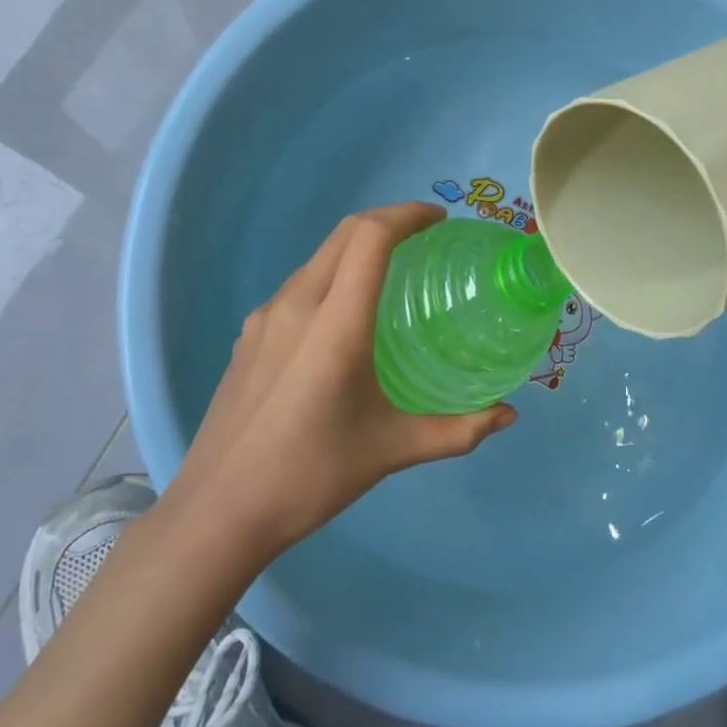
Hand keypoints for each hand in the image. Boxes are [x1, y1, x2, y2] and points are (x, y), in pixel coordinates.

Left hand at [162, 203, 515, 558]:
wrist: (218, 512)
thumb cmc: (309, 477)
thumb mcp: (391, 451)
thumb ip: (457, 431)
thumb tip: (508, 414)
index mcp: (334, 323)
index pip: (370, 237)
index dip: (407, 215)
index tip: (440, 222)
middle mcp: (296, 305)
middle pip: (344, 234)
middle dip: (387, 222)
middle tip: (426, 239)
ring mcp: (265, 318)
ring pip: (318, 258)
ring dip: (357, 249)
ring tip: (393, 275)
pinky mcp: (249, 336)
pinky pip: (298, 287)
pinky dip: (332, 277)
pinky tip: (346, 318)